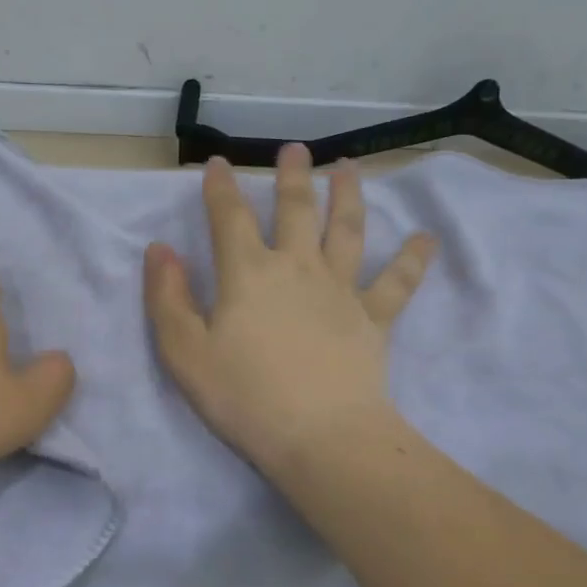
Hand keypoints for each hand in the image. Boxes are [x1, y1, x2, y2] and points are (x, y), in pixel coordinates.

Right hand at [145, 144, 435, 481]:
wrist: (320, 437)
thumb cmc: (243, 396)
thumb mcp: (184, 352)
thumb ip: (167, 297)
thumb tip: (160, 249)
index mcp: (248, 273)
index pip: (230, 218)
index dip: (221, 188)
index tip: (219, 163)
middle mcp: (297, 268)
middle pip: (296, 210)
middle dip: (292, 177)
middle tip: (295, 149)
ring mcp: (340, 290)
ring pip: (348, 231)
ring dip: (348, 196)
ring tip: (349, 168)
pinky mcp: (373, 319)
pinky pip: (397, 283)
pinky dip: (413, 260)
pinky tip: (426, 239)